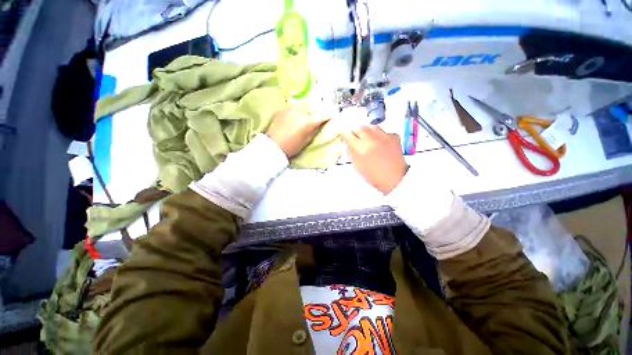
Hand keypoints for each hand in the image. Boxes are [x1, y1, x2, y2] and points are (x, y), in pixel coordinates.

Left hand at [266, 103, 329, 157]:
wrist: (274, 146)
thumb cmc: (292, 147)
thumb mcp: (307, 141)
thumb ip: (315, 130)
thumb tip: (321, 123)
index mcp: (308, 122)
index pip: (324, 114)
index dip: (329, 114)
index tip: (331, 115)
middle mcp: (300, 112)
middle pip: (314, 104)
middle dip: (318, 108)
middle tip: (318, 114)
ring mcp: (291, 109)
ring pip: (304, 103)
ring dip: (308, 108)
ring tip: (307, 115)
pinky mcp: (283, 109)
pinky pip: (295, 105)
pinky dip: (298, 109)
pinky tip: (296, 117)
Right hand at [342, 125, 407, 193]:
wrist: (395, 178)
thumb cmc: (374, 176)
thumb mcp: (358, 166)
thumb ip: (351, 152)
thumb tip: (348, 143)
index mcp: (361, 148)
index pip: (348, 135)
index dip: (344, 135)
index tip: (344, 135)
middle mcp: (372, 138)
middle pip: (359, 127)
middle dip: (355, 131)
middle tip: (355, 137)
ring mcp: (384, 136)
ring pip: (371, 126)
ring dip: (367, 131)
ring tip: (367, 140)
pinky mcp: (393, 136)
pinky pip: (382, 131)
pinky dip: (379, 135)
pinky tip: (379, 143)